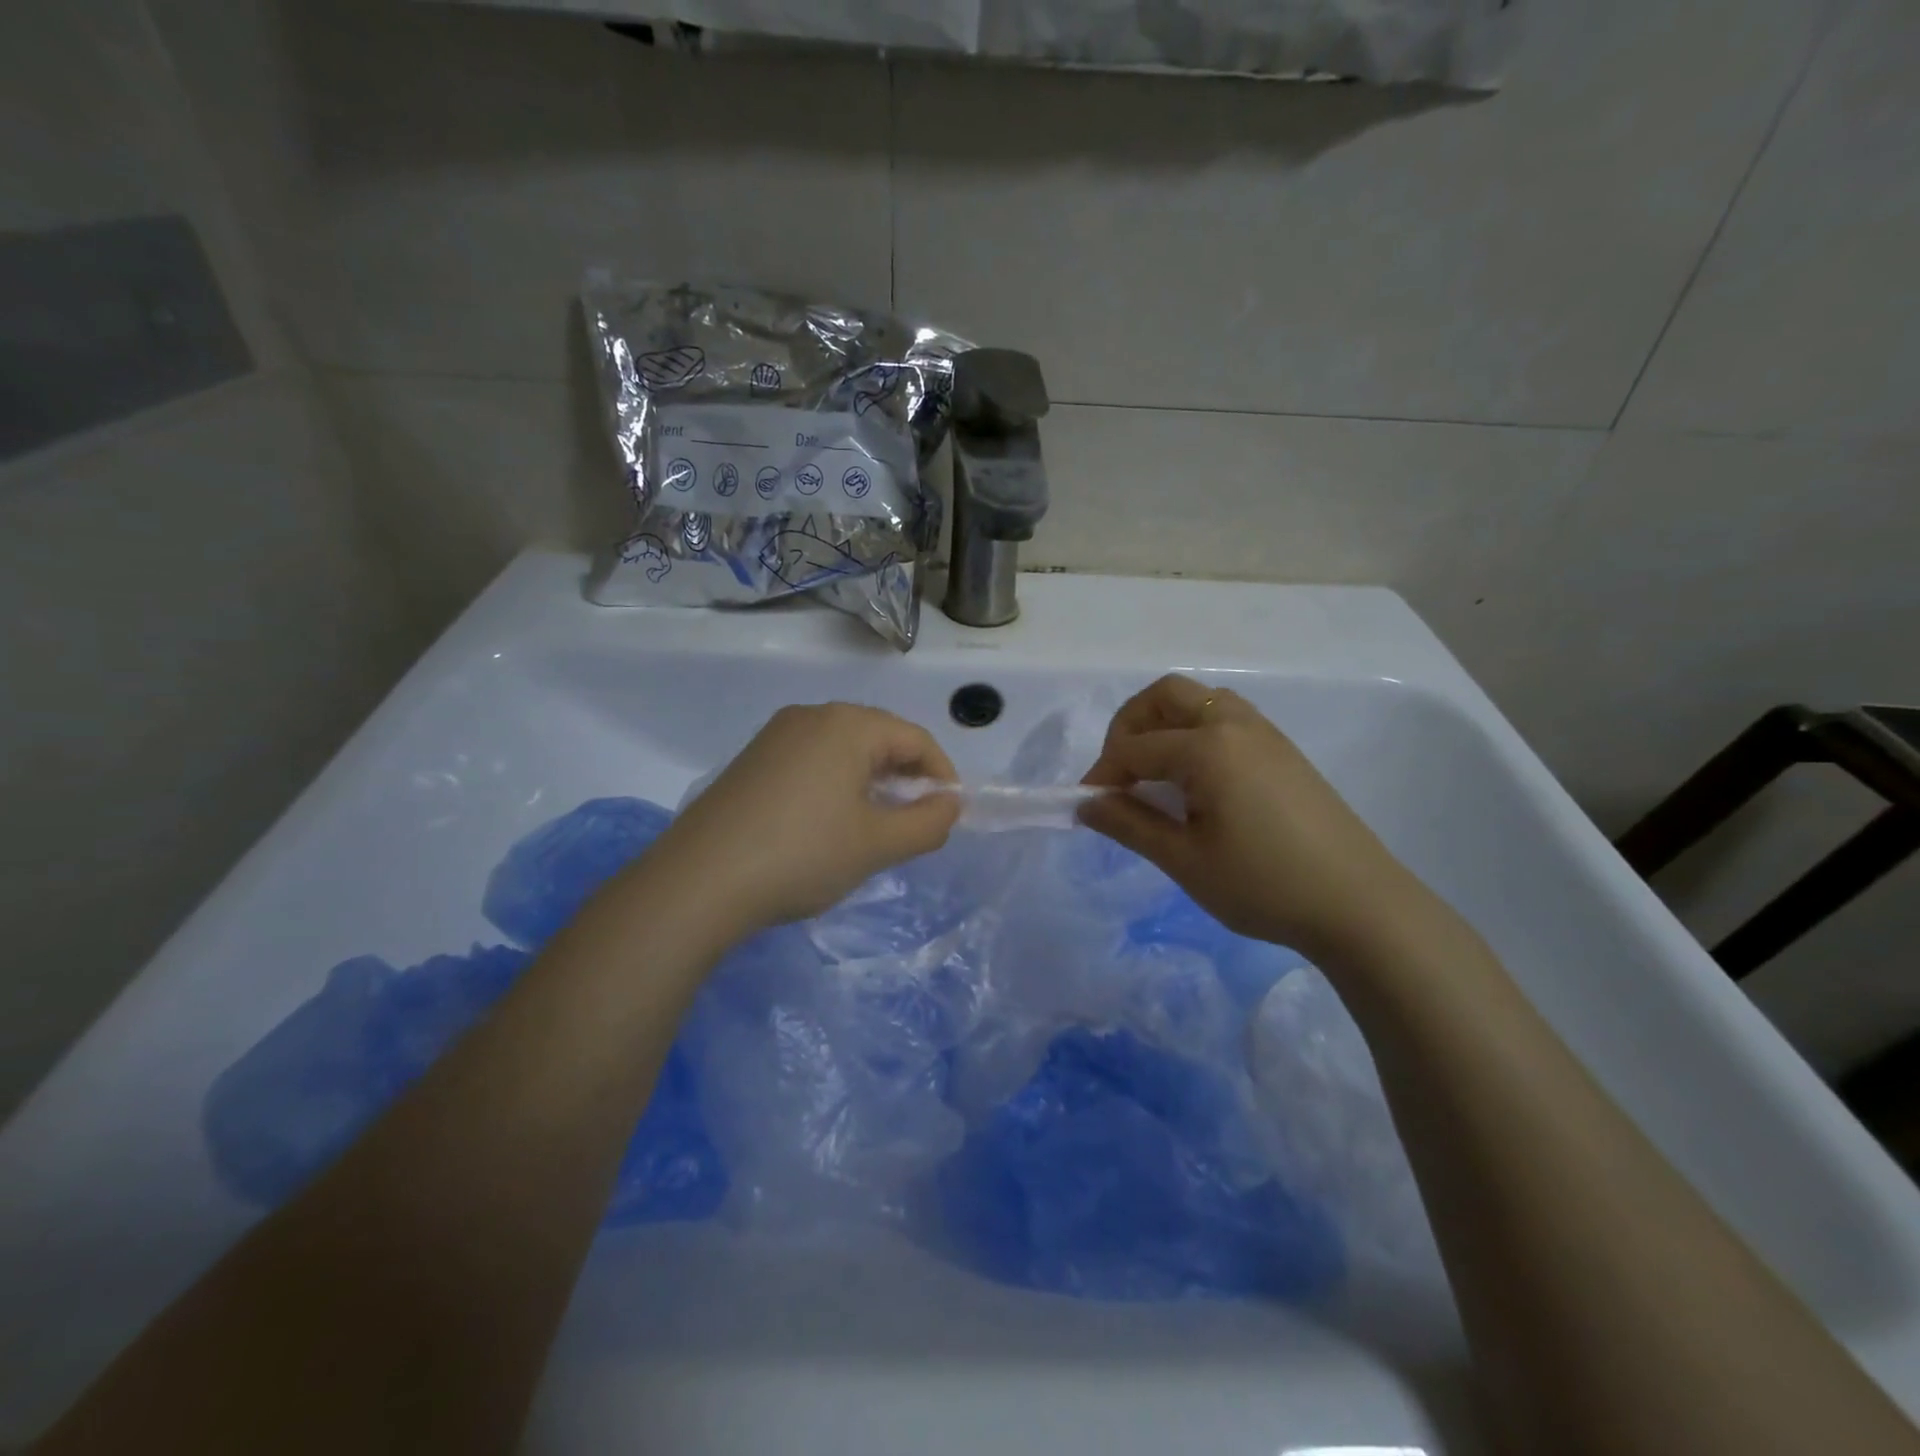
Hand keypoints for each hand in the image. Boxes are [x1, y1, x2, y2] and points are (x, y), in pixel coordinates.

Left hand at [657, 702, 960, 932]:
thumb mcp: (878, 845)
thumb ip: (928, 823)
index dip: (942, 775)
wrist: (698, 882)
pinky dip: (835, 786)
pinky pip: (811, 762)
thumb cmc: (802, 855)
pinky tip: (828, 825)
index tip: (948, 815)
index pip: (915, 739)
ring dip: (871, 783)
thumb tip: (949, 804)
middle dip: (905, 779)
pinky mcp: (751, 761)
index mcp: (847, 725)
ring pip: (843, 751)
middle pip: (879, 738)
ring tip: (874, 828)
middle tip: (914, 824)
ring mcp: (775, 736)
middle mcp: (810, 716)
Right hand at [1080, 675, 1421, 961]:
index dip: (1102, 776)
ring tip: (1155, 774)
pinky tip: (1197, 781)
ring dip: (1165, 724)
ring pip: (1199, 702)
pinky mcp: (1283, 750)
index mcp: (1207, 747)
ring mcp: (1265, 733)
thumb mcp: (1184, 861)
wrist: (1359, 905)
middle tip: (1119, 773)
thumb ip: (1129, 825)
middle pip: (1165, 695)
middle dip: (1129, 726)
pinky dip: (1195, 733)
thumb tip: (1085, 804)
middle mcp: (1234, 724)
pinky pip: (1226, 718)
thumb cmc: (1263, 885)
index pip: (1133, 748)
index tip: (1090, 808)